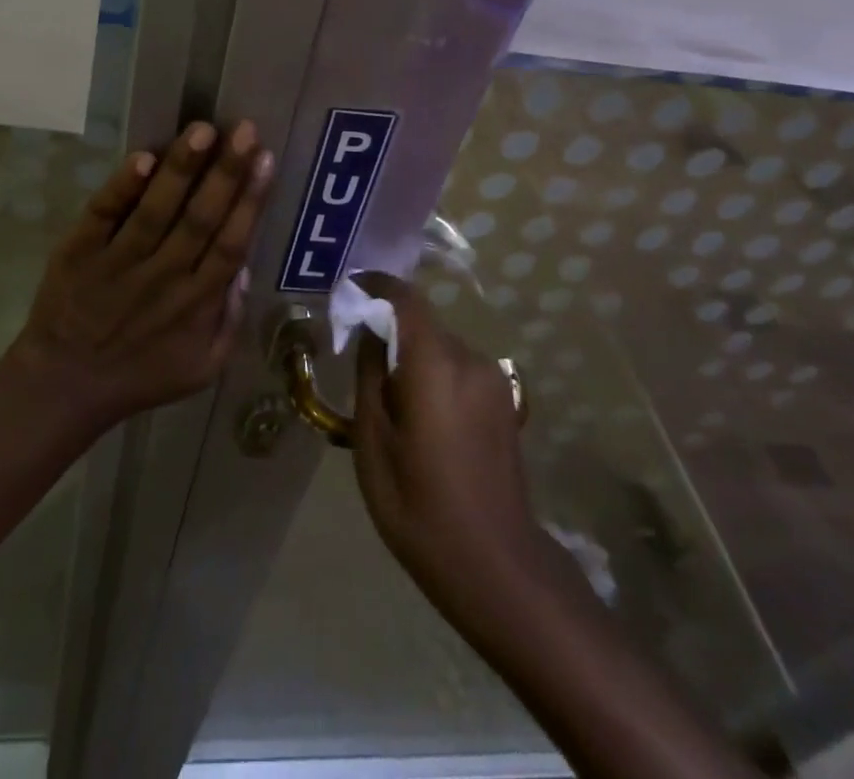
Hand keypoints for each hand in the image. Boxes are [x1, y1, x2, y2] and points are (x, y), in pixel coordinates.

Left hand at [4, 120, 274, 430]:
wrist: (63, 387)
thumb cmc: (140, 375)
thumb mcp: (203, 368)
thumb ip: (230, 320)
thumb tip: (244, 267)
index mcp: (196, 303)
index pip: (231, 243)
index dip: (250, 200)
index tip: (265, 158)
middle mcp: (163, 276)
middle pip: (201, 218)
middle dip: (226, 171)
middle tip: (244, 129)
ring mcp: (118, 262)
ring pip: (156, 209)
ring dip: (180, 169)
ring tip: (202, 130)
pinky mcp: (79, 251)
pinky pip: (104, 215)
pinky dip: (122, 188)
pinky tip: (142, 159)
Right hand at [351, 272, 547, 621]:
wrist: (498, 568)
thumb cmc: (420, 507)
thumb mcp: (373, 442)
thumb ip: (369, 375)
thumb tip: (368, 330)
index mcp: (436, 364)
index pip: (405, 298)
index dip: (375, 286)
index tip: (348, 291)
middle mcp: (470, 360)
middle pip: (422, 325)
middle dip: (390, 333)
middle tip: (360, 364)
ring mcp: (494, 381)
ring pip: (441, 349)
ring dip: (413, 359)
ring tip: (392, 403)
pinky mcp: (506, 402)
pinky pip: (459, 371)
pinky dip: (435, 377)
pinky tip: (423, 421)